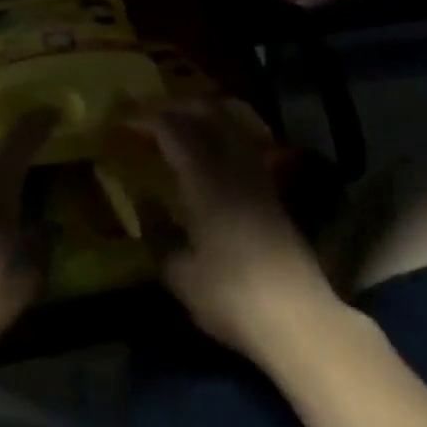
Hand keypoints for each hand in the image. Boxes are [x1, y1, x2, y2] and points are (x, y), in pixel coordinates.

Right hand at [141, 102, 341, 367]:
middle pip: (212, 115)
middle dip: (182, 106)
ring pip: (234, 128)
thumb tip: (150, 224)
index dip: (150, 119)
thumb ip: (162, 244)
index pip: (175, 131)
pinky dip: (226, 140)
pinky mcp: (275, 197)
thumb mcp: (182, 276)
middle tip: (155, 113)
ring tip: (183, 127)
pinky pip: (246, 149)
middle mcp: (235, 169)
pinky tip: (213, 160)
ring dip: (208, 119)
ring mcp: (260, 180)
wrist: (298, 319)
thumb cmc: (231, 295)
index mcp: (206, 180)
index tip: (128, 118)